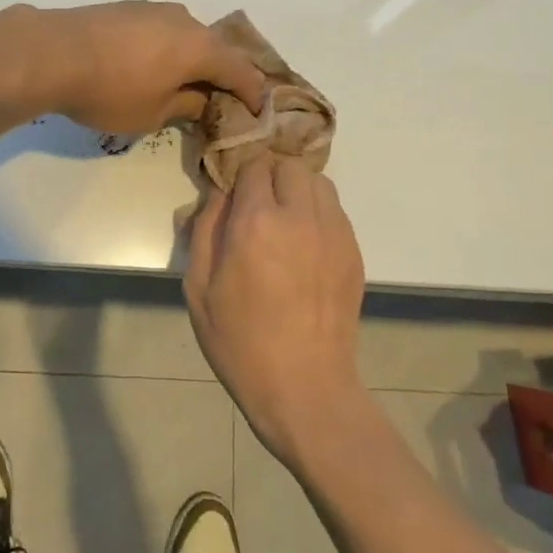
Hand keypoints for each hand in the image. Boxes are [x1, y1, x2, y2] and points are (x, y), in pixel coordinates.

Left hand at [32, 2, 265, 135]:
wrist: (52, 52)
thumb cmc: (110, 90)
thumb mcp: (152, 113)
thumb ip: (185, 106)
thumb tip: (201, 100)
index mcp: (200, 47)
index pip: (241, 71)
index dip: (253, 93)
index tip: (257, 112)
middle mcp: (184, 20)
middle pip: (215, 49)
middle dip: (222, 75)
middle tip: (220, 100)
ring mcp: (154, 9)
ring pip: (187, 36)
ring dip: (192, 60)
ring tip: (184, 83)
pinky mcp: (128, 7)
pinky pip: (162, 30)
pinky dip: (168, 49)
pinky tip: (152, 65)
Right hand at [183, 156, 368, 467]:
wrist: (304, 386)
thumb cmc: (240, 341)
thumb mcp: (199, 287)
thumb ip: (205, 228)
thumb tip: (218, 194)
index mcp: (256, 221)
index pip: (253, 166)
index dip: (239, 176)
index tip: (232, 195)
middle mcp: (300, 216)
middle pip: (289, 165)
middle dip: (269, 177)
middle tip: (256, 207)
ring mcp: (333, 232)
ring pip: (318, 182)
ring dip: (297, 189)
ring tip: (283, 220)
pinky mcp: (353, 251)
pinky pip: (335, 210)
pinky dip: (318, 212)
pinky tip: (304, 244)